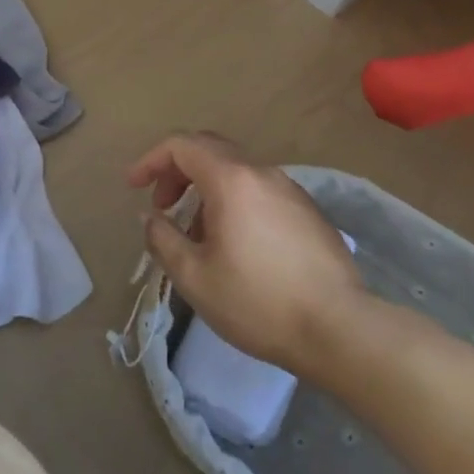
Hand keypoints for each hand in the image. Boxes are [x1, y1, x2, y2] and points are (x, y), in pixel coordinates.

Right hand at [129, 134, 364, 375]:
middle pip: (209, 149)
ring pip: (235, 171)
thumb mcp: (195, 277)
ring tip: (196, 234)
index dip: (151, 160)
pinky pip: (259, 189)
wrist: (340, 328)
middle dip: (177, 170)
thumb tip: (150, 218)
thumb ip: (163, 239)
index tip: (133, 186)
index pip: (182, 145)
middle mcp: (261, 172)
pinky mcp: (308, 210)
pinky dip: (233, 200)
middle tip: (162, 204)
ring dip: (205, 188)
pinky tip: (234, 243)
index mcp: (231, 179)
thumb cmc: (258, 302)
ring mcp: (290, 189)